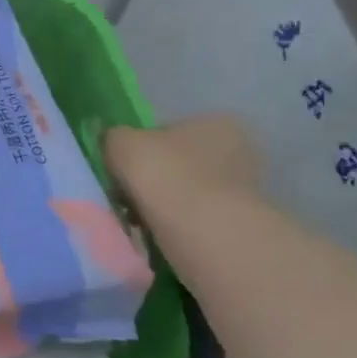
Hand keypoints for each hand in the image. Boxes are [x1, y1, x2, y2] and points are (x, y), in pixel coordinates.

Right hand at [105, 116, 263, 217]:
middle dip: (154, 179)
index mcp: (215, 123)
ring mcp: (244, 189)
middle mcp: (239, 150)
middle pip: (179, 162)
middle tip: (127, 197)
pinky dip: (177, 225)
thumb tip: (112, 143)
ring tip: (139, 220)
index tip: (122, 171)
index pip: (168, 131)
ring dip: (164, 204)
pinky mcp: (241, 223)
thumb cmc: (165, 175)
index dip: (140, 150)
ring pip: (187, 192)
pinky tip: (160, 234)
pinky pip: (197, 218)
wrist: (203, 232)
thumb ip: (113, 137)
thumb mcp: (121, 143)